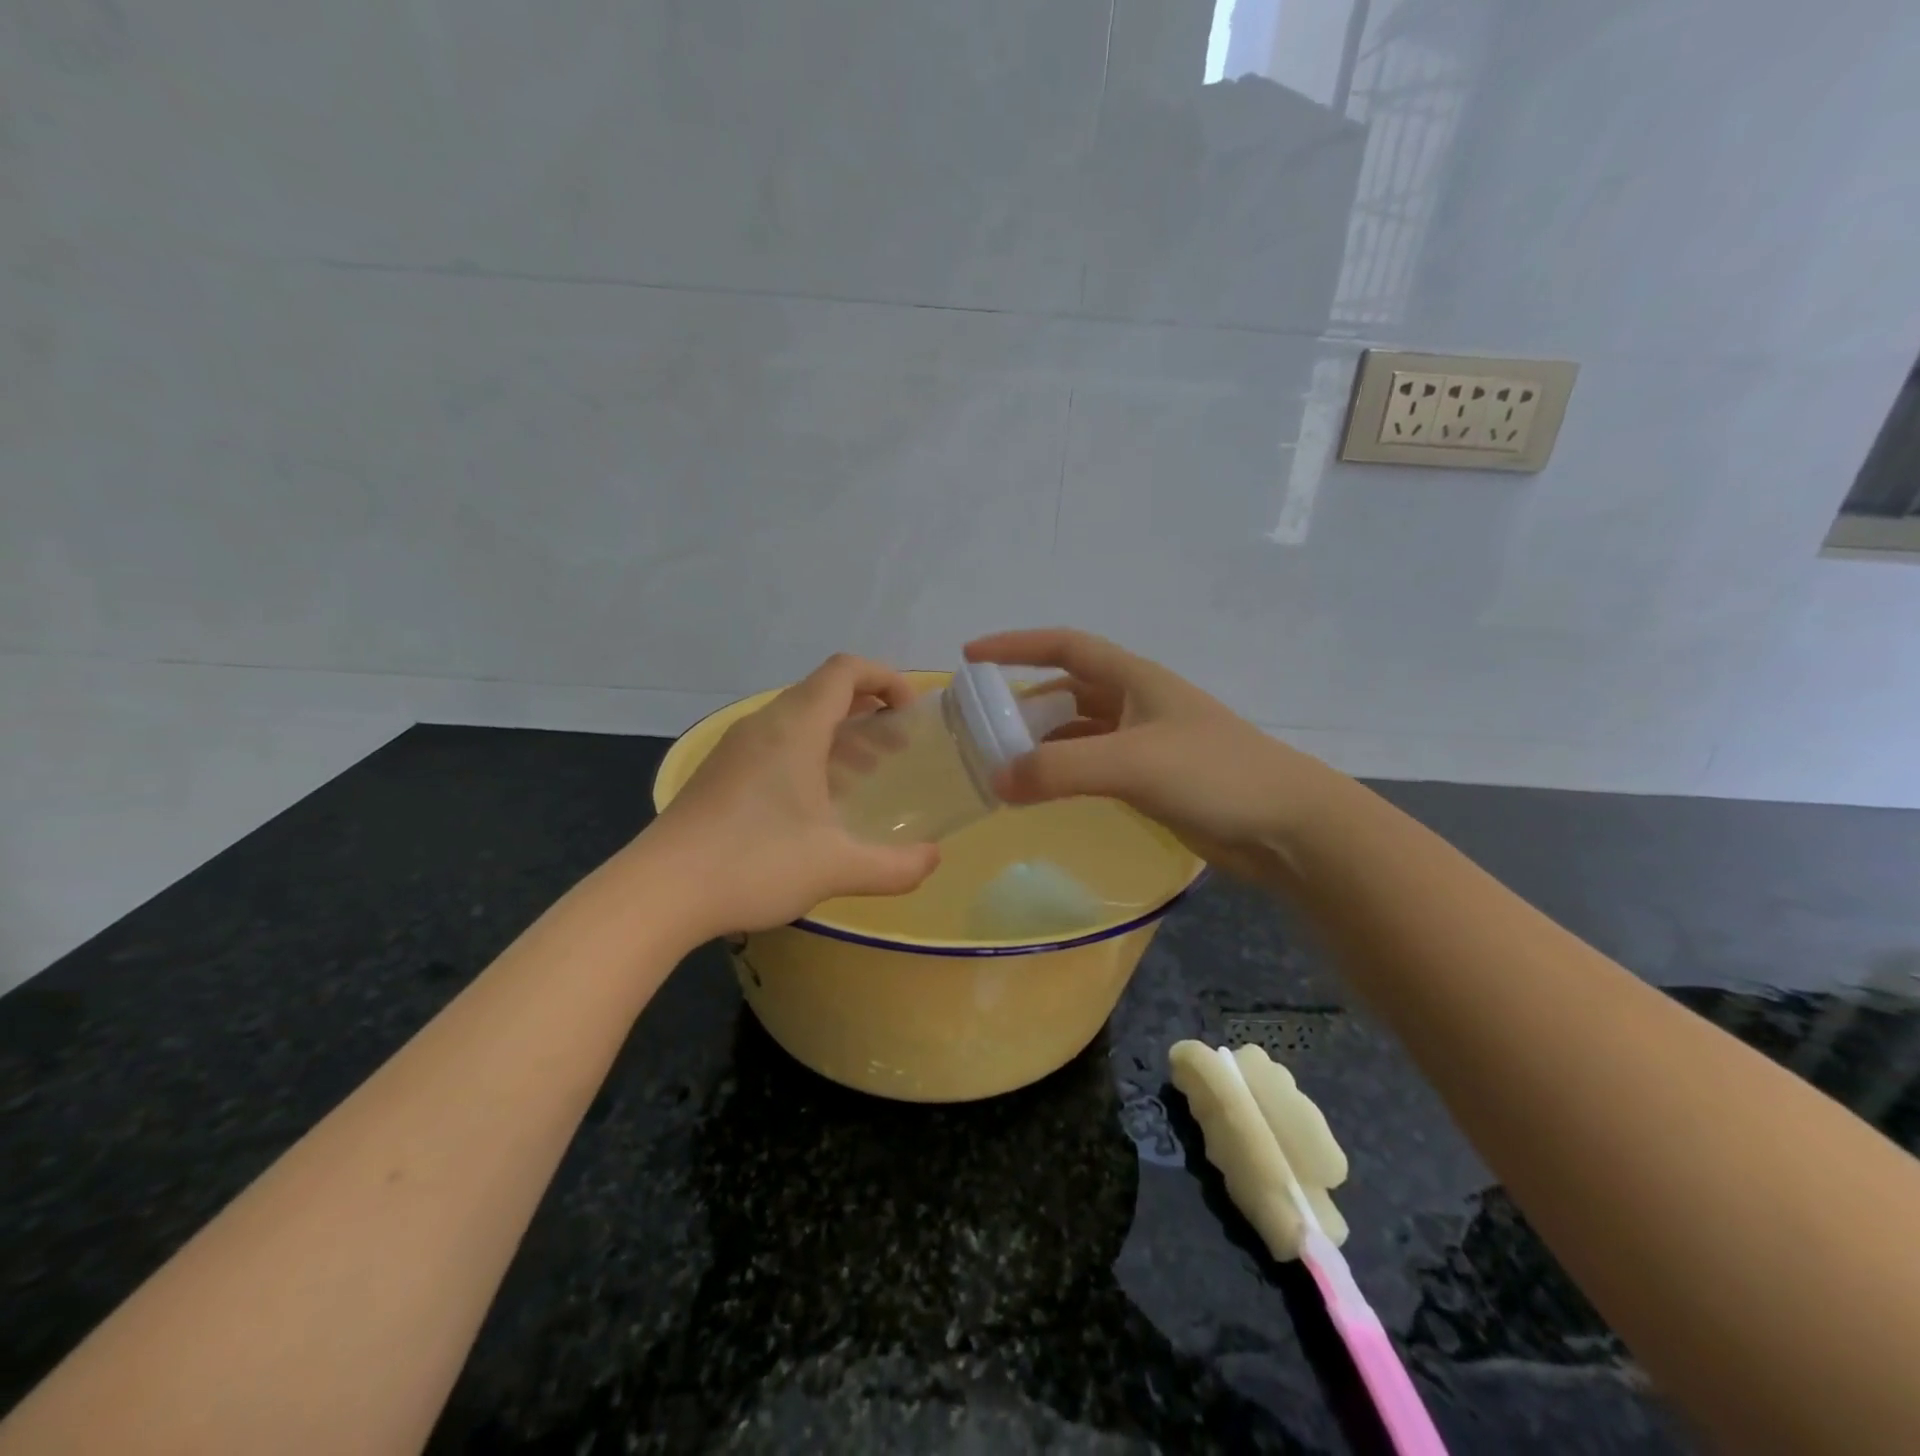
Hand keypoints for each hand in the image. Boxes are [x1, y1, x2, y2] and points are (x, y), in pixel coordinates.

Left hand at [648, 654, 940, 933]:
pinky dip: (810, 754)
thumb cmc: (754, 864)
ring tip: (868, 773)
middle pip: (824, 691)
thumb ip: (895, 866)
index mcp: (795, 728)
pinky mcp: (721, 772)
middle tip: (898, 747)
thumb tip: (933, 860)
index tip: (911, 712)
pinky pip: (777, 743)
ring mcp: (737, 747)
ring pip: (799, 718)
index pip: (846, 670)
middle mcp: (765, 725)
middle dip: (869, 710)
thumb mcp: (836, 868)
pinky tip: (819, 802)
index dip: (886, 678)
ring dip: (840, 734)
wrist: (658, 892)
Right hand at [965, 628, 1340, 880]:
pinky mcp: (1152, 778)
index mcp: (1134, 678)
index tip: (971, 656)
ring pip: (1079, 730)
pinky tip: (1044, 790)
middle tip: (981, 724)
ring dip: (1043, 741)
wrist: (1286, 825)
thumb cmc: (1213, 774)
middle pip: (1067, 689)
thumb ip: (1061, 770)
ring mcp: (1145, 741)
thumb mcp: (1132, 763)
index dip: (1016, 645)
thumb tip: (997, 780)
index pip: (1064, 647)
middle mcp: (1136, 702)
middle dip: (1023, 700)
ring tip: (1002, 761)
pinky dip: (1065, 772)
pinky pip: (1094, 764)